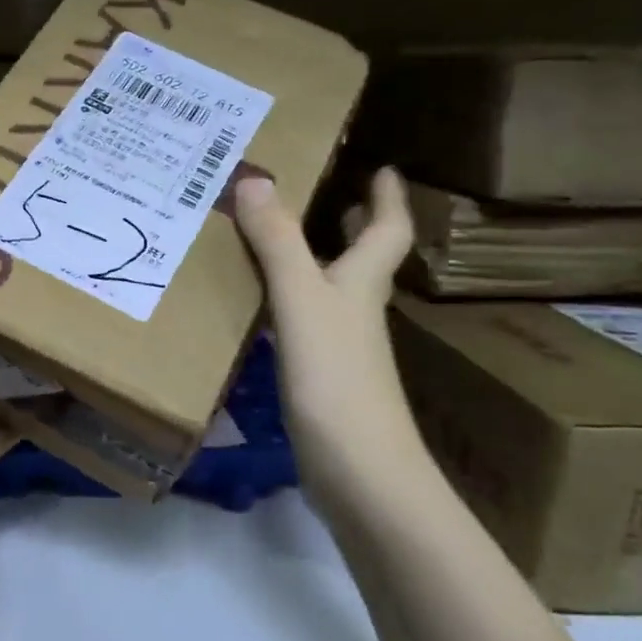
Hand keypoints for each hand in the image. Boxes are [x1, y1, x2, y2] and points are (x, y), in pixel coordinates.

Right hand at [233, 169, 421, 507]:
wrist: (359, 473)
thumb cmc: (336, 379)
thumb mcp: (301, 302)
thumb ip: (277, 243)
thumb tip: (254, 177)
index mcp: (362, 285)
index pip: (388, 231)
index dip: (388, 198)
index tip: (384, 168)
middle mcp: (358, 311)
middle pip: (367, 260)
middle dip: (357, 227)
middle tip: (335, 197)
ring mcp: (343, 349)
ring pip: (336, 291)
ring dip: (321, 262)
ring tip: (287, 241)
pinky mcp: (322, 380)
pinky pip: (307, 323)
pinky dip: (292, 303)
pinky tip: (264, 308)